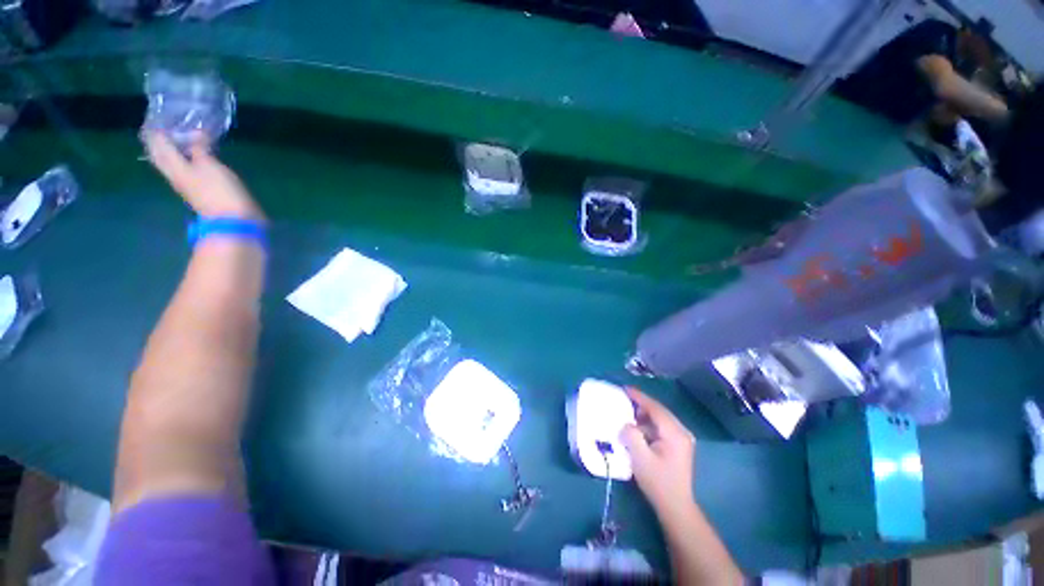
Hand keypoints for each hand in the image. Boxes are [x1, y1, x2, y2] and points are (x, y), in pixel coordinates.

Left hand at [144, 131, 264, 221]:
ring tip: (176, 139)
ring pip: (173, 164)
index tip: (159, 118)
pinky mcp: (201, 191)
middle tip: (162, 129)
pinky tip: (193, 156)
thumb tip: (195, 133)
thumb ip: (200, 148)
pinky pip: (188, 171)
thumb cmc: (219, 191)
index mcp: (173, 167)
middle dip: (160, 143)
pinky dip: (187, 161)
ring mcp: (188, 185)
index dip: (158, 131)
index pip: (160, 145)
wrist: (234, 220)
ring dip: (173, 151)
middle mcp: (175, 175)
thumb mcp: (210, 165)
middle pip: (162, 157)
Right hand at [620, 387, 695, 516]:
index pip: (656, 408)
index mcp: (675, 433)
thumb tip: (627, 424)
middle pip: (659, 411)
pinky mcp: (679, 445)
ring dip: (645, 415)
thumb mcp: (640, 458)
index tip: (625, 389)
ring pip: (661, 419)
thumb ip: (631, 435)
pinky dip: (649, 425)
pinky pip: (662, 427)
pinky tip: (638, 429)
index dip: (639, 397)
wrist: (676, 506)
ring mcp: (682, 439)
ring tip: (628, 414)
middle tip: (624, 399)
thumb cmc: (658, 482)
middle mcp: (682, 432)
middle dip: (641, 404)